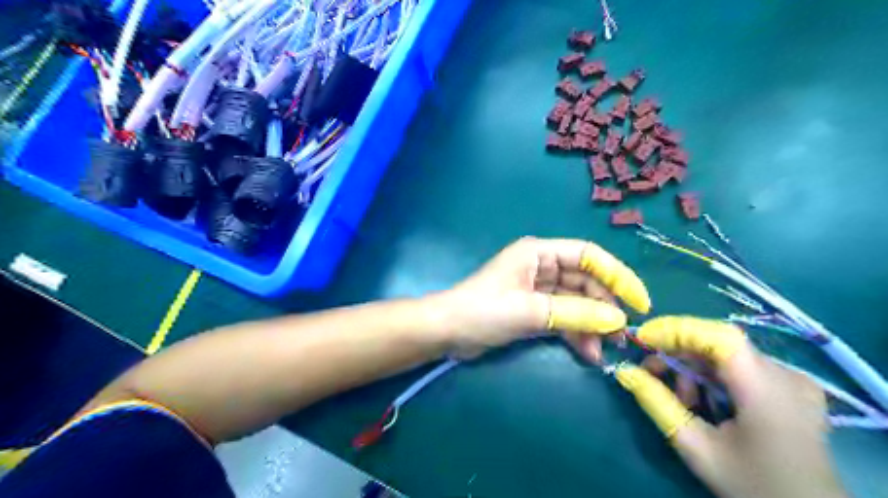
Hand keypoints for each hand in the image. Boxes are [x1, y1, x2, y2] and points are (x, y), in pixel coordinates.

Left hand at [436, 237, 649, 356]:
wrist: (447, 332)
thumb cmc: (484, 311)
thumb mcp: (530, 311)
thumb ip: (575, 314)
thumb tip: (617, 320)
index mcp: (538, 253)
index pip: (588, 255)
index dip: (617, 275)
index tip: (639, 302)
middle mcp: (541, 266)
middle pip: (585, 281)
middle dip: (604, 307)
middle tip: (621, 336)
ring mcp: (538, 289)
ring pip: (576, 303)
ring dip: (591, 325)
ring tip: (604, 351)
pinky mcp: (533, 310)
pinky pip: (563, 318)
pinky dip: (575, 333)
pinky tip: (587, 353)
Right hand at [619, 317, 844, 497]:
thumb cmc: (752, 485)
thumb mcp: (695, 447)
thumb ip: (657, 403)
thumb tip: (624, 371)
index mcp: (767, 390)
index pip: (718, 336)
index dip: (676, 330)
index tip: (642, 340)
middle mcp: (786, 374)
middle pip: (719, 344)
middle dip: (679, 354)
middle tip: (651, 374)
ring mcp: (796, 379)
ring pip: (728, 354)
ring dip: (696, 369)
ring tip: (684, 400)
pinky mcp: (796, 386)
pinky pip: (743, 365)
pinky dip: (716, 375)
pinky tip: (709, 402)